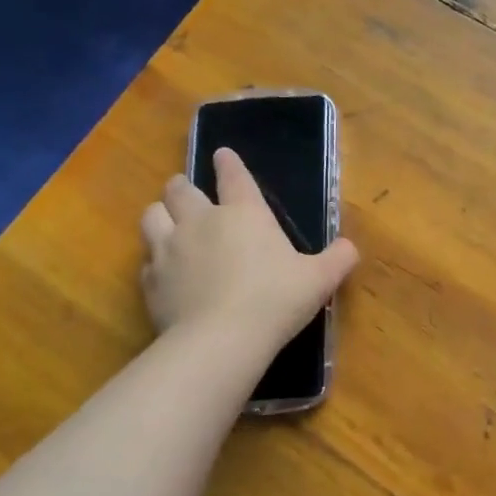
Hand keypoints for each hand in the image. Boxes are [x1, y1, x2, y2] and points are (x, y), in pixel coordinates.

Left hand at [140, 147, 358, 352]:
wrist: (221, 340)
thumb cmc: (275, 300)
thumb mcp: (319, 279)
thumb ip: (337, 259)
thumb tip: (349, 248)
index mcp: (243, 214)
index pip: (233, 176)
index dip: (228, 163)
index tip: (222, 155)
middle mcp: (201, 221)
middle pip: (180, 190)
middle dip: (182, 186)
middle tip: (187, 190)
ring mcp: (169, 249)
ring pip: (151, 215)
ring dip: (160, 214)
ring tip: (167, 223)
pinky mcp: (150, 280)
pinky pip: (146, 260)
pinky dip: (155, 261)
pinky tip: (165, 273)